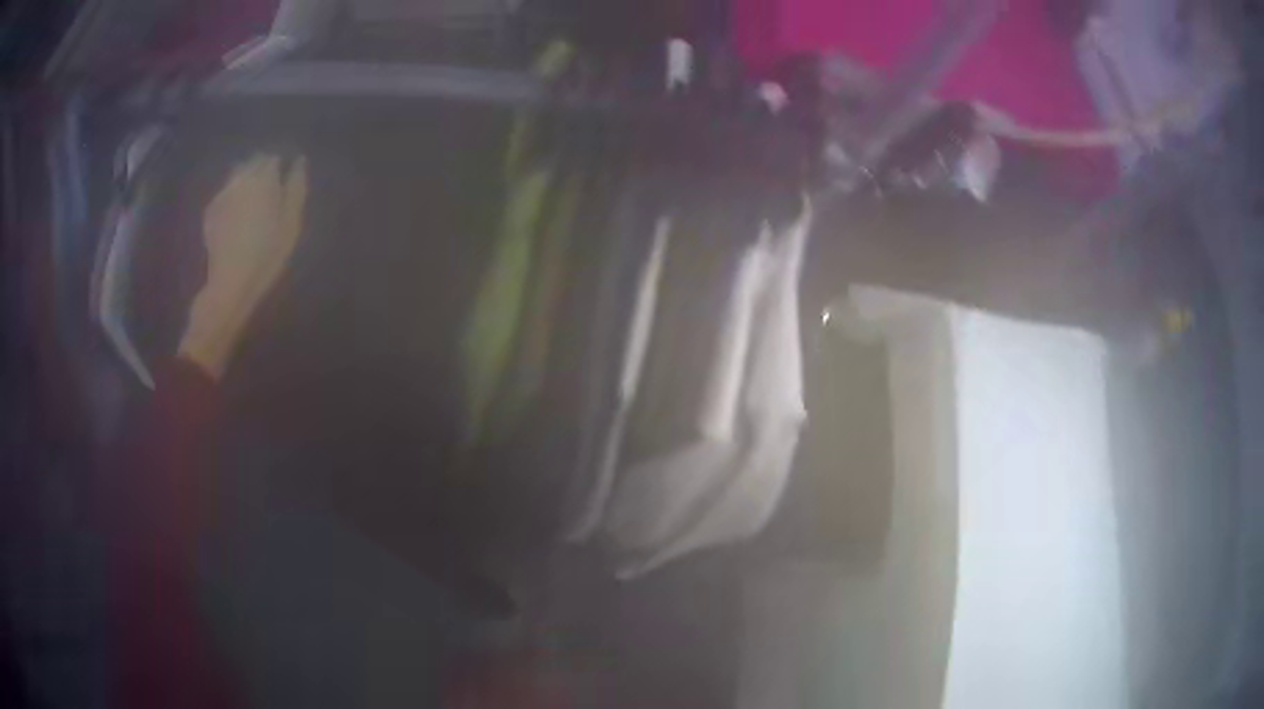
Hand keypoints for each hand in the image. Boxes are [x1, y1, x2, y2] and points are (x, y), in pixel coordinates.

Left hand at [178, 154, 307, 378]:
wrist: (229, 287)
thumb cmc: (266, 257)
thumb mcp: (291, 226)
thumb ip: (296, 189)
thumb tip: (299, 162)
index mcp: (263, 180)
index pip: (272, 159)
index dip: (280, 165)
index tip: (286, 178)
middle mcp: (240, 180)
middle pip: (252, 163)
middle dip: (261, 171)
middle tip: (270, 192)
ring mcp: (222, 195)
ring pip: (236, 176)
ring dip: (246, 182)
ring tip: (253, 203)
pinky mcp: (210, 212)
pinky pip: (225, 195)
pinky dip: (232, 198)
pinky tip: (237, 217)